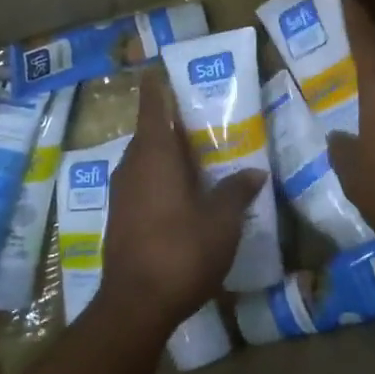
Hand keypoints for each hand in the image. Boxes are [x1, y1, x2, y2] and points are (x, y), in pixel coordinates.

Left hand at [102, 74, 266, 336]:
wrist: (135, 304)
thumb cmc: (181, 250)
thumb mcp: (222, 221)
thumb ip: (237, 191)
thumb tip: (255, 172)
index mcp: (154, 154)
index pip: (152, 105)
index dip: (157, 86)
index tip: (161, 69)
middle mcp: (132, 165)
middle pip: (150, 132)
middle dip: (172, 123)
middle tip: (201, 117)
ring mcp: (121, 192)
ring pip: (144, 159)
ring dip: (166, 154)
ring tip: (197, 154)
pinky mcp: (119, 216)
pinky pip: (141, 182)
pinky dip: (159, 178)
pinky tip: (182, 193)